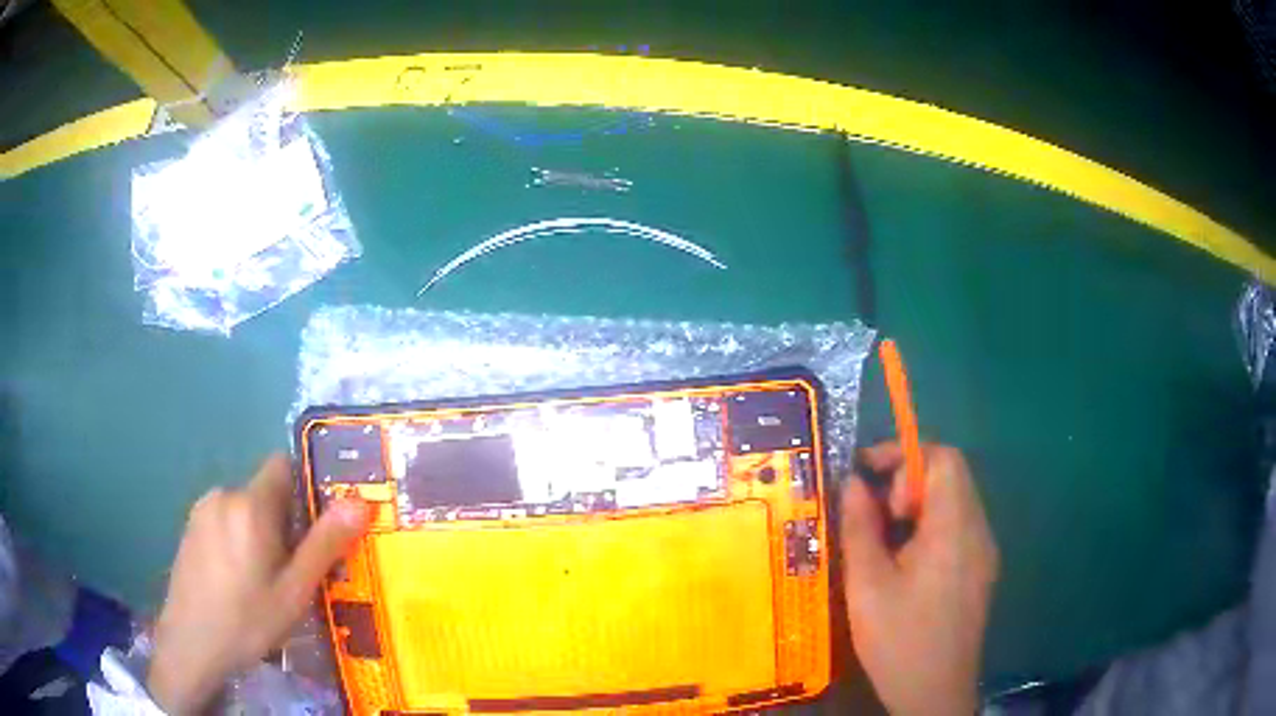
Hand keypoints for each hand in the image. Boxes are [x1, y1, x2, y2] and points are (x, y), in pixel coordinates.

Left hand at [148, 454, 368, 714]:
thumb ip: (325, 544)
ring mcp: (202, 510)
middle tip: (293, 571)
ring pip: (245, 510)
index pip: (284, 466)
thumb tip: (359, 502)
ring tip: (265, 582)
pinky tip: (237, 581)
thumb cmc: (247, 620)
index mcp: (251, 505)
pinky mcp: (190, 527)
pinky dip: (238, 540)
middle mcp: (224, 495)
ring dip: (260, 534)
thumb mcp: (294, 592)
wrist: (191, 644)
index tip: (317, 528)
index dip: (305, 490)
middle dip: (285, 523)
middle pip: (266, 493)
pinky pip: (225, 521)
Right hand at [840, 443, 998, 715]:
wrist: (935, 693)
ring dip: (919, 503)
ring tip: (885, 537)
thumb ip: (860, 527)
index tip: (868, 474)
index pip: (943, 458)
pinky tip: (906, 561)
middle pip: (951, 476)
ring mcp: (984, 551)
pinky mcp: (981, 570)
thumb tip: (852, 483)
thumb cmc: (898, 640)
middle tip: (874, 511)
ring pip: (955, 501)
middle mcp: (978, 530)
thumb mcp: (867, 586)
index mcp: (954, 529)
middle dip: (908, 480)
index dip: (904, 455)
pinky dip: (931, 525)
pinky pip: (959, 527)